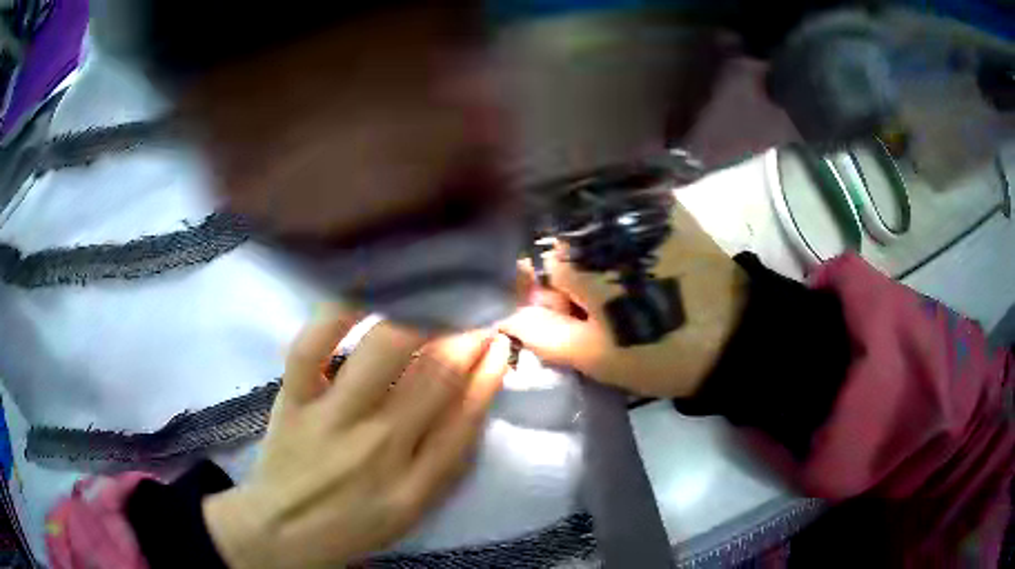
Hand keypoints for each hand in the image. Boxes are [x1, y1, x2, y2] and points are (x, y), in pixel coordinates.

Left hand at [203, 307, 509, 568]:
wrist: (285, 529)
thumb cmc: (354, 523)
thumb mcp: (413, 509)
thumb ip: (447, 460)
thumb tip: (475, 397)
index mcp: (415, 483)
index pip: (466, 416)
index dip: (489, 372)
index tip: (499, 340)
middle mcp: (379, 446)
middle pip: (434, 375)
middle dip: (464, 335)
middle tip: (473, 309)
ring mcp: (331, 419)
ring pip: (383, 350)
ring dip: (419, 317)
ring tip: (432, 298)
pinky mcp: (293, 400)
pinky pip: (312, 347)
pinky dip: (337, 313)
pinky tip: (364, 292)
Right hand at [502, 202, 747, 398]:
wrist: (736, 335)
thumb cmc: (660, 350)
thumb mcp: (594, 356)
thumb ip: (541, 334)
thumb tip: (508, 317)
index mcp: (577, 253)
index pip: (532, 270)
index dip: (545, 302)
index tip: (568, 327)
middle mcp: (600, 218)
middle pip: (563, 250)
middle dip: (571, 285)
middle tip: (601, 319)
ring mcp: (637, 208)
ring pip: (594, 238)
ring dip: (599, 268)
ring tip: (628, 299)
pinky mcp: (667, 211)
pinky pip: (626, 226)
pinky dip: (625, 251)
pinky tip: (646, 276)